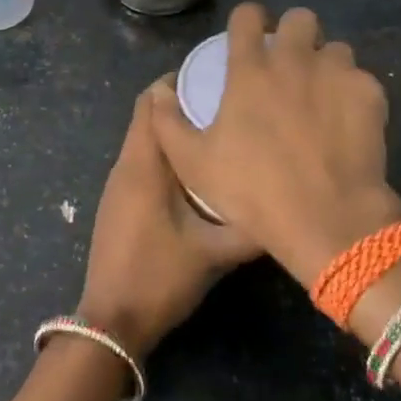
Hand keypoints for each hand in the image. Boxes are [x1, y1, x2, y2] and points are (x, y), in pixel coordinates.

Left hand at [77, 80, 259, 356]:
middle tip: (228, 103)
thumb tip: (288, 207)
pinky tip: (201, 173)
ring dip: (178, 133)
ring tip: (222, 132)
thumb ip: (252, 228)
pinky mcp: (121, 204)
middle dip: (184, 105)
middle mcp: (126, 166)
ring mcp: (120, 186)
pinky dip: (169, 157)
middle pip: (149, 117)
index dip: (178, 82)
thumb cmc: (159, 277)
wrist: (111, 322)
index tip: (217, 78)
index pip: (151, 102)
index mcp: (144, 165)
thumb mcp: (214, 253)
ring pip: (148, 143)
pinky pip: (145, 164)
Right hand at [149, 3, 400, 289]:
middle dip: (294, 33)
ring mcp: (336, 73)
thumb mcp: (193, 164)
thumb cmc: (253, 191)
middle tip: (290, 64)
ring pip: (336, 48)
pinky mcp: (369, 94)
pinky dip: (353, 94)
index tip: (247, 36)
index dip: (246, 21)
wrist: (326, 218)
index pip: (247, 16)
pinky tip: (348, 122)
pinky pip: (361, 79)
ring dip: (326, 64)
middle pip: (300, 18)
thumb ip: (168, 123)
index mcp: (250, 70)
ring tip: (322, 94)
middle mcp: (294, 60)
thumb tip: (158, 92)